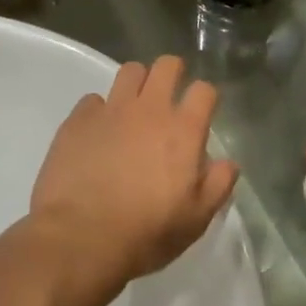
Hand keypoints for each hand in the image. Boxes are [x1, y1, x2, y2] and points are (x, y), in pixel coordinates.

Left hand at [30, 56, 238, 305]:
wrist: (80, 239)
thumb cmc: (146, 233)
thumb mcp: (196, 220)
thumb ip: (218, 185)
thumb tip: (228, 163)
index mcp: (183, 131)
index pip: (204, 90)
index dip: (205, 97)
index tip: (201, 112)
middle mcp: (150, 110)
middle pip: (167, 66)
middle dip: (173, 73)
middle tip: (169, 96)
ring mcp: (111, 111)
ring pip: (130, 71)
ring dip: (137, 83)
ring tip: (134, 108)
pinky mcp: (77, 120)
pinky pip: (93, 100)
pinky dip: (100, 110)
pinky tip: (98, 133)